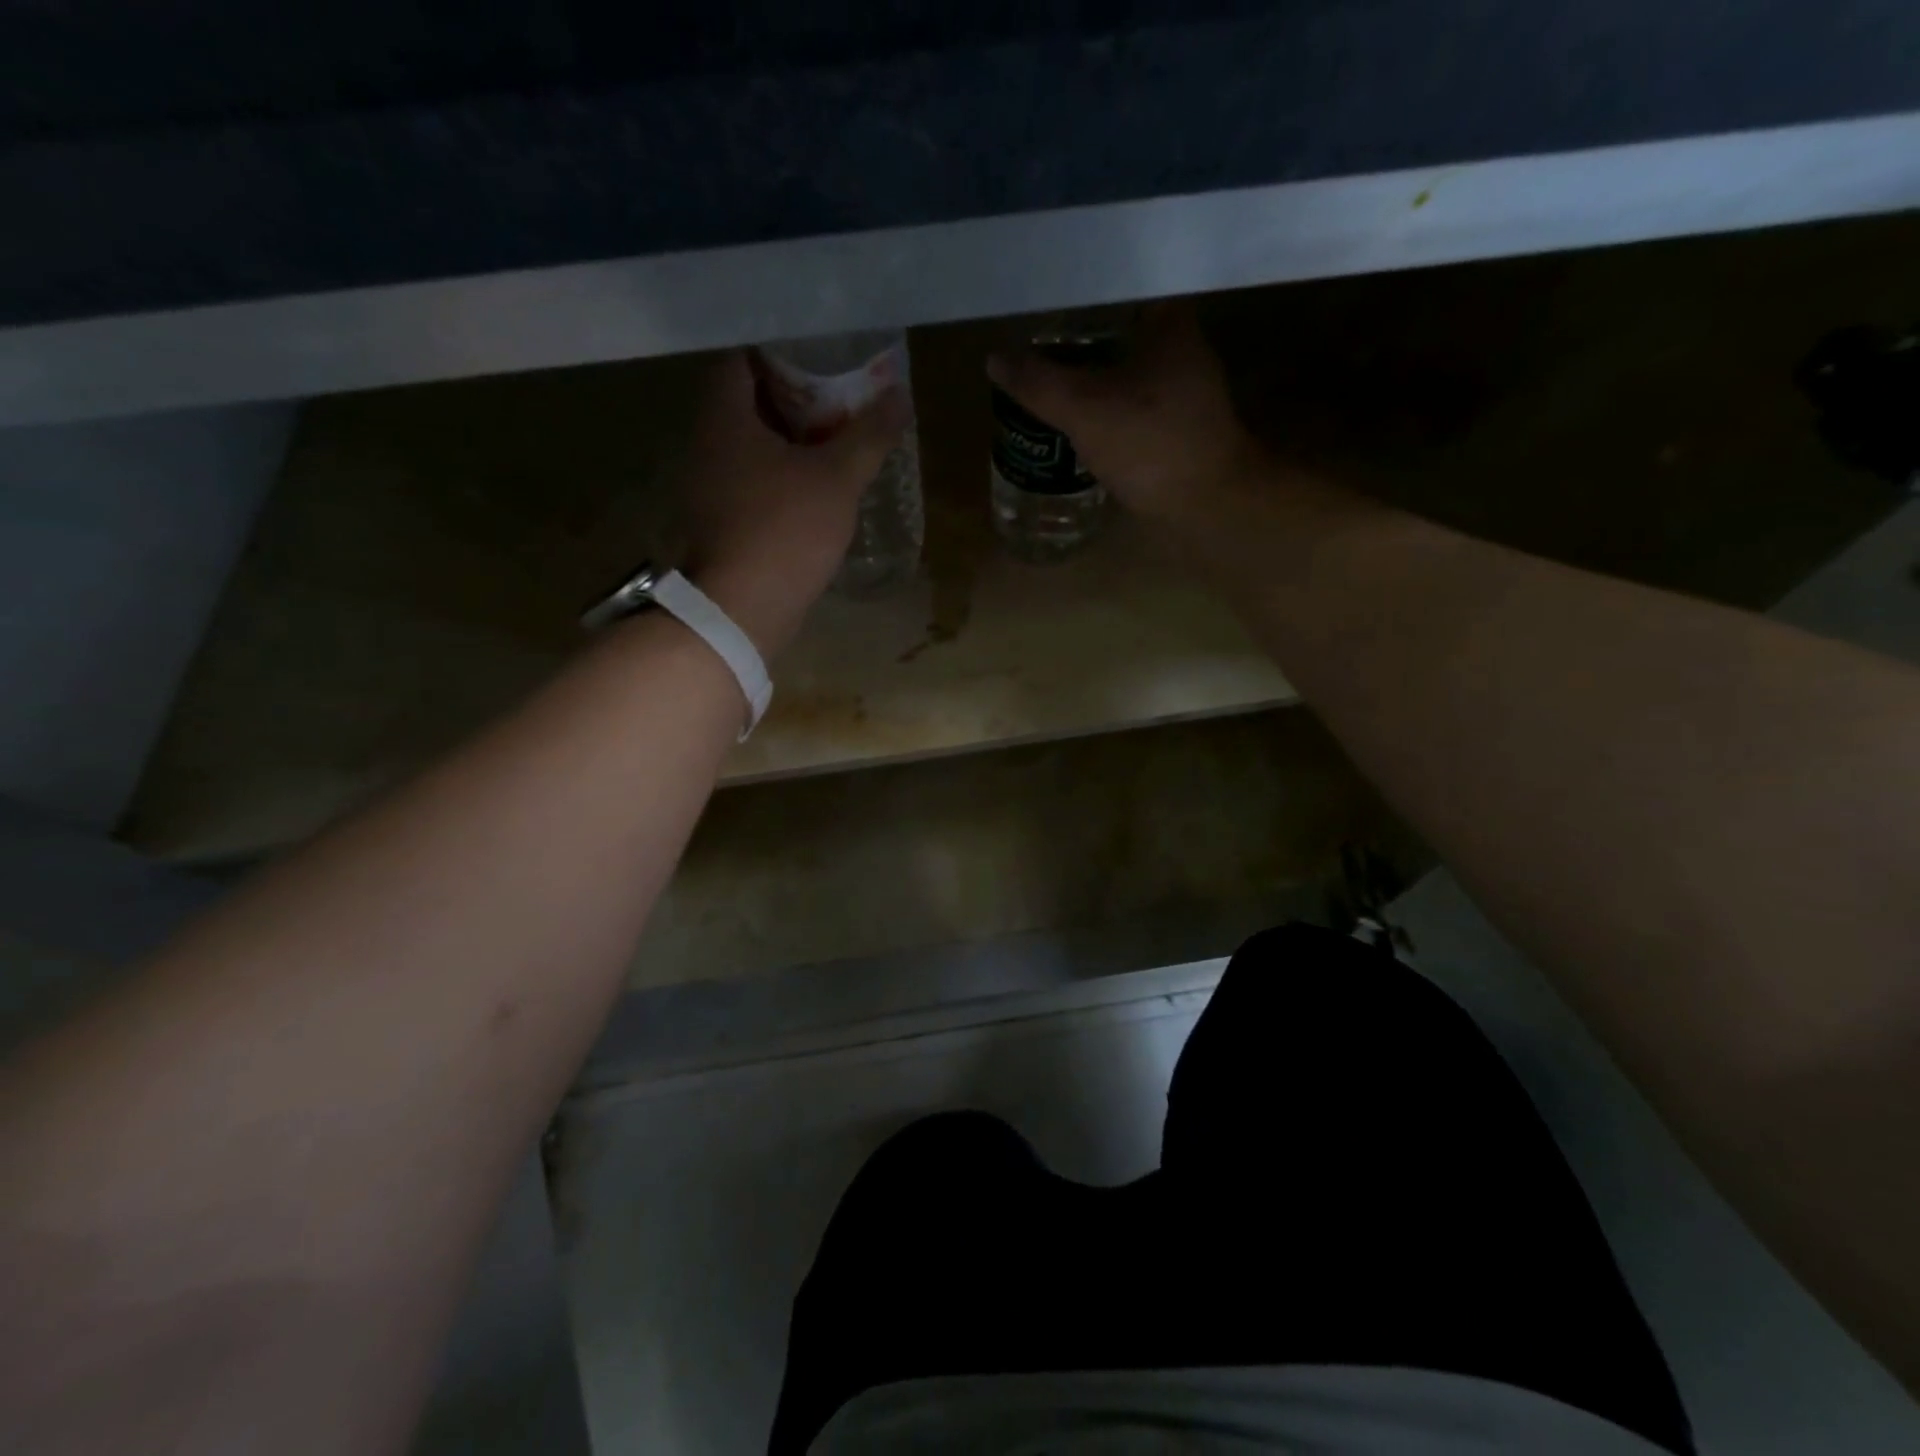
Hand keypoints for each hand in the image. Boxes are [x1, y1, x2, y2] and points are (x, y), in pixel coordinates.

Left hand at [678, 351, 910, 655]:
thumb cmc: (785, 530)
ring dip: (788, 441)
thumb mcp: (838, 479)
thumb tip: (901, 396)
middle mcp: (706, 444)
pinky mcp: (718, 522)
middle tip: (840, 396)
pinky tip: (815, 488)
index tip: (821, 355)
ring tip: (835, 440)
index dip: (781, 351)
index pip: (742, 359)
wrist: (741, 608)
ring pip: (751, 447)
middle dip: (793, 397)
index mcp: (724, 418)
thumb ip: (869, 435)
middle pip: (748, 403)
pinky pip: (751, 482)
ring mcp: (708, 486)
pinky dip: (780, 477)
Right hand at [987, 303, 1267, 524]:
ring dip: (1088, 375)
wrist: (1208, 505)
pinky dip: (1104, 407)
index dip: (1073, 295)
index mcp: (1167, 322)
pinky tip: (1077, 419)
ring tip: (1045, 380)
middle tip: (1032, 346)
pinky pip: (1131, 403)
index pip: (1114, 288)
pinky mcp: (1178, 426)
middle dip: (1075, 339)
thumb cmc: (1151, 444)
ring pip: (1124, 369)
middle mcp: (1181, 347)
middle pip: (1116, 330)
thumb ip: (1037, 382)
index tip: (1037, 306)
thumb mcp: (1084, 409)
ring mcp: (1183, 389)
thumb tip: (994, 358)